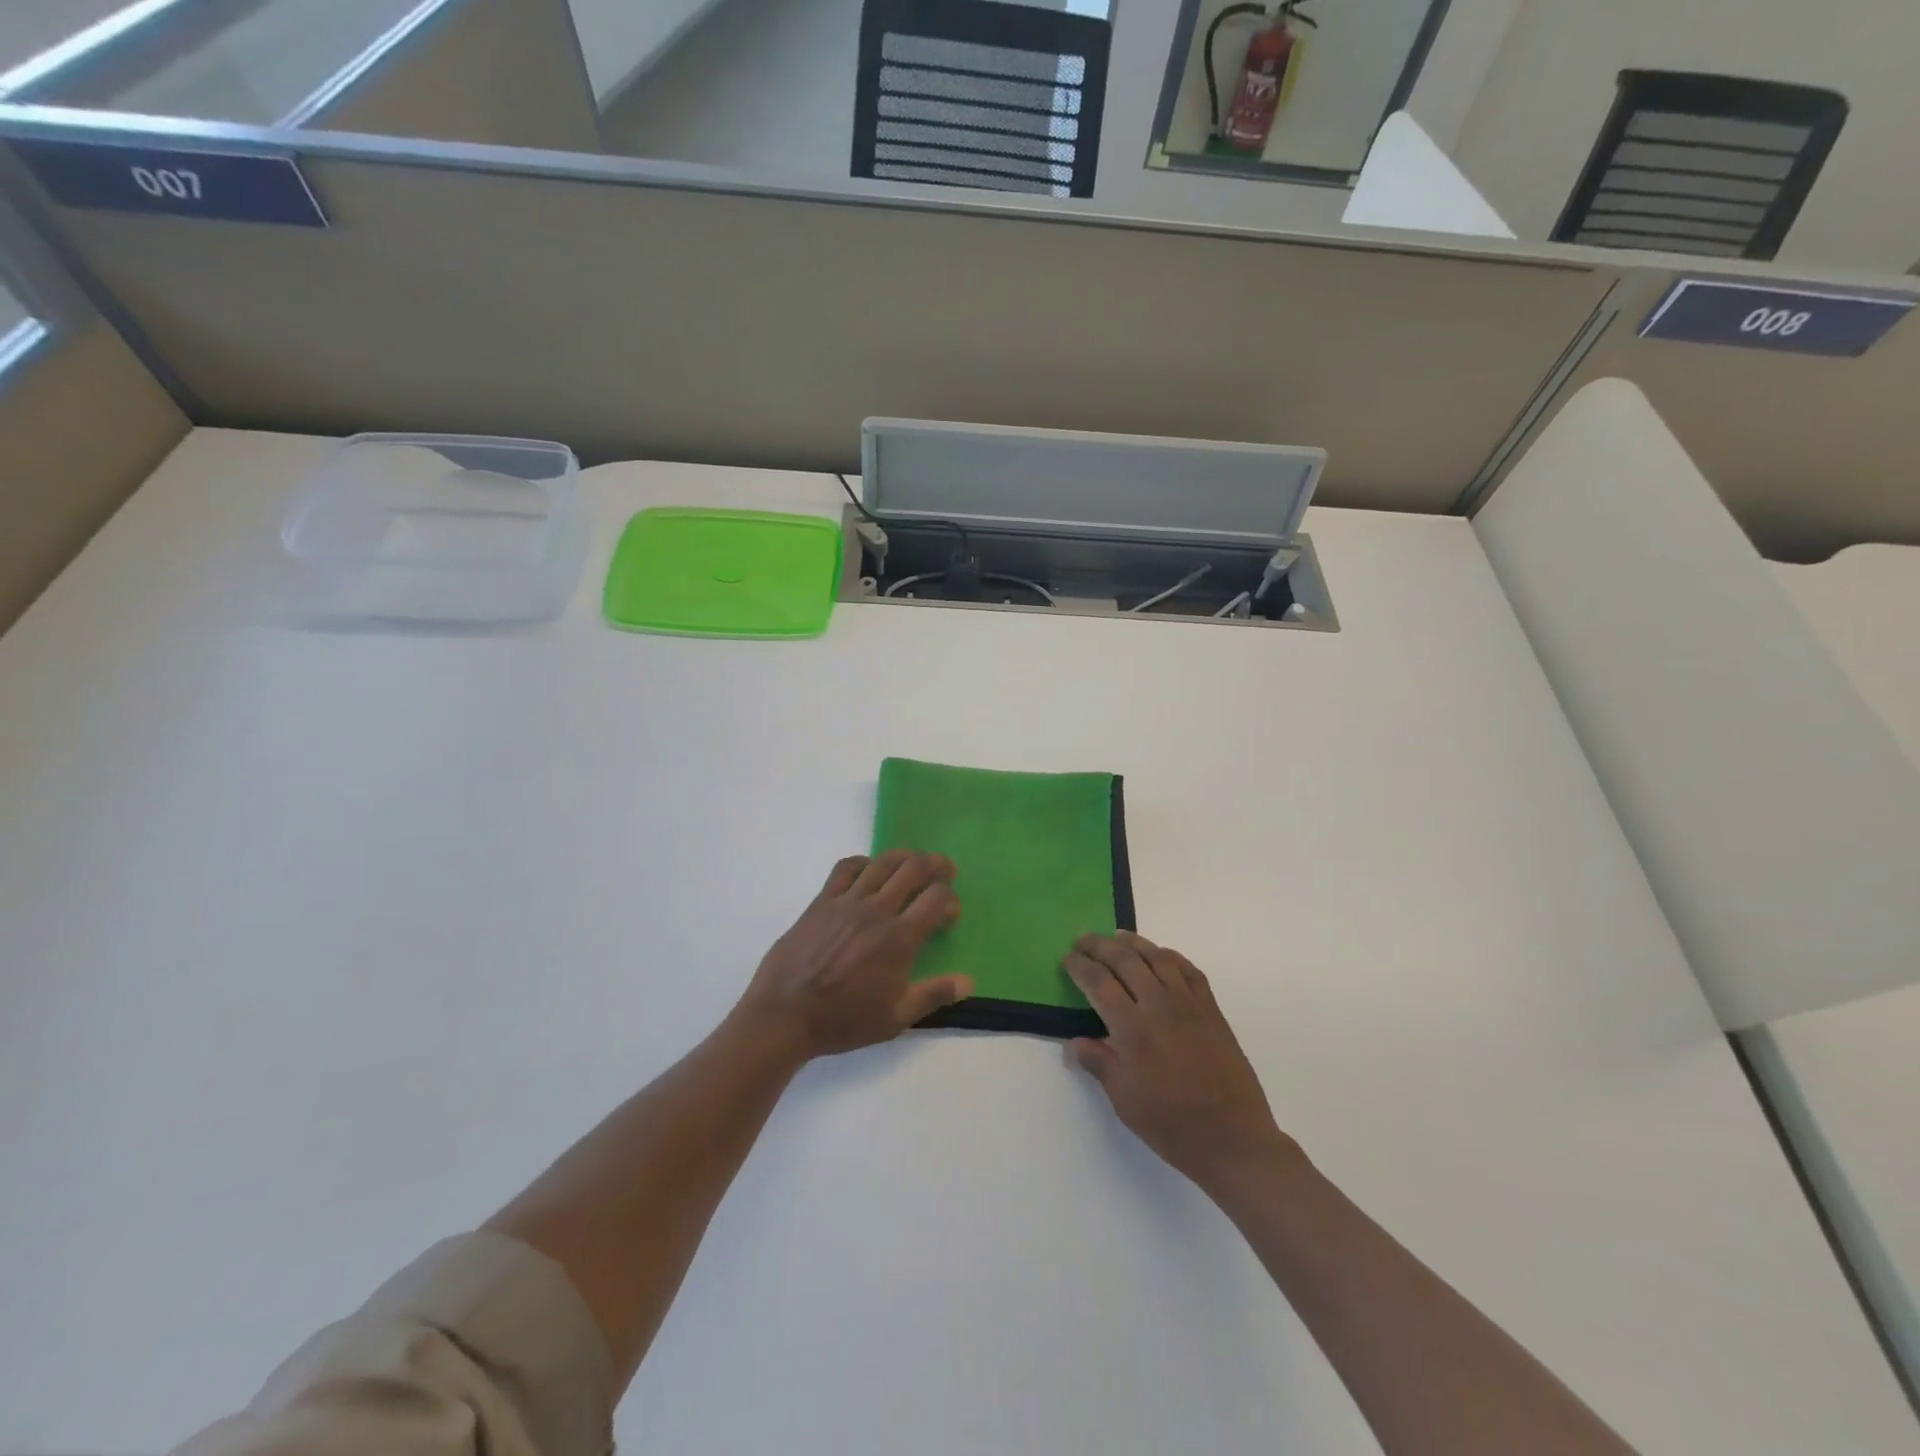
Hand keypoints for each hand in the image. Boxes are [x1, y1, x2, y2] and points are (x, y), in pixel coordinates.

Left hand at [735, 852, 972, 1061]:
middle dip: (936, 864)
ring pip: (883, 862)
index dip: (951, 899)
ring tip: (914, 864)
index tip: (951, 913)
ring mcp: (847, 901)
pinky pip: (846, 868)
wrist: (785, 1015)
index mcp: (899, 938)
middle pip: (914, 868)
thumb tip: (969, 981)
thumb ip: (934, 995)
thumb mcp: (895, 1018)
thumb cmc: (843, 1020)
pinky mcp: (822, 900)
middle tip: (945, 870)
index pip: (936, 898)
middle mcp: (876, 910)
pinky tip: (870, 871)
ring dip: (905, 857)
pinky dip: (865, 862)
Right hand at [1063, 932, 1300, 1194]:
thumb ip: (1099, 1063)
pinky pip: (1189, 970)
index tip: (1067, 958)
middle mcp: (1159, 1006)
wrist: (1233, 1138)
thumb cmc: (1171, 1125)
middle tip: (1083, 939)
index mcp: (1132, 1029)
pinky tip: (1160, 956)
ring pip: (1157, 957)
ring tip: (1116, 937)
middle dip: (1100, 945)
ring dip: (1133, 943)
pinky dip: (1170, 956)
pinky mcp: (1211, 1010)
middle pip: (1125, 960)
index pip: (1099, 983)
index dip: (1080, 966)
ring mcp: (1189, 1004)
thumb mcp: (1124, 1100)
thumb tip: (1075, 1041)